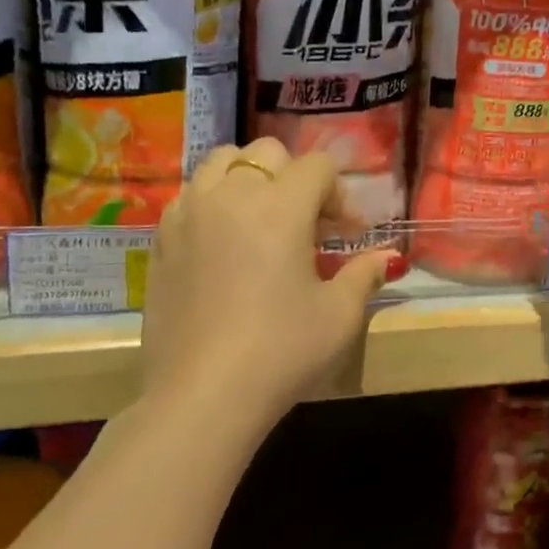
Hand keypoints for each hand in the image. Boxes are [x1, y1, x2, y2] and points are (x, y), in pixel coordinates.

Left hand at [139, 138, 393, 431]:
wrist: (202, 395)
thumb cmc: (281, 350)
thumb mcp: (339, 315)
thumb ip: (364, 274)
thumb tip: (387, 258)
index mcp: (280, 206)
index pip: (317, 166)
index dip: (340, 194)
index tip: (348, 234)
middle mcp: (231, 196)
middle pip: (267, 152)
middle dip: (295, 177)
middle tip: (308, 223)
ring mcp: (189, 215)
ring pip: (221, 163)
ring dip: (250, 180)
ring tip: (262, 221)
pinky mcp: (162, 241)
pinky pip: (191, 196)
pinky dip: (214, 202)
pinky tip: (225, 245)